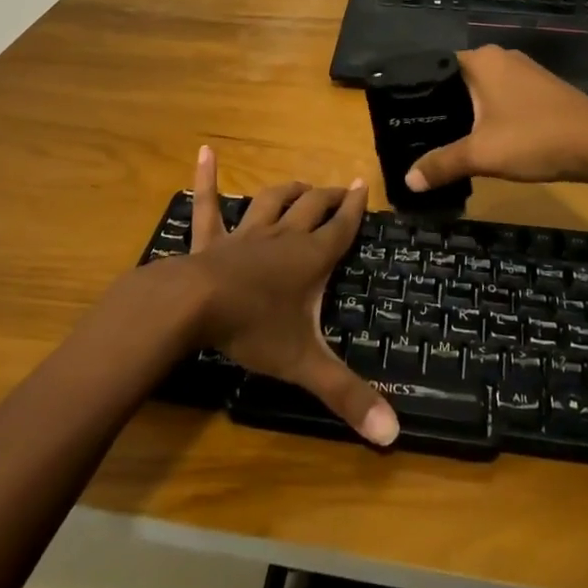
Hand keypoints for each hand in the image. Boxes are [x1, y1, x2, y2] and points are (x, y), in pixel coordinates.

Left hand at [185, 147, 398, 446]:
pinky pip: (209, 203)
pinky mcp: (211, 239)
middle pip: (311, 207)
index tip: (363, 185)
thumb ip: (347, 395)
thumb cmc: (254, 329)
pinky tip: (205, 152)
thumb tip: (394, 435)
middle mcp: (283, 238)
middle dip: (328, 197)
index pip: (341, 228)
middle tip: (340, 189)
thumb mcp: (305, 364)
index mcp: (310, 259)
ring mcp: (245, 234)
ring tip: (300, 184)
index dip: (355, 208)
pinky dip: (207, 178)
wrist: (194, 306)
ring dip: (288, 191)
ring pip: (272, 202)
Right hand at [405, 46, 587, 191]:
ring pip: (481, 91)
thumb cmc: (536, 138)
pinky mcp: (540, 90)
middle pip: (457, 81)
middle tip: (416, 134)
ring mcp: (524, 73)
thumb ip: (441, 164)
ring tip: (442, 140)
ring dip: (466, 114)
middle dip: (439, 107)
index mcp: (481, 60)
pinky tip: (482, 140)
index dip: (416, 93)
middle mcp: (500, 57)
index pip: (434, 68)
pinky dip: (488, 116)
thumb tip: (407, 180)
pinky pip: (501, 98)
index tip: (400, 118)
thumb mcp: (482, 155)